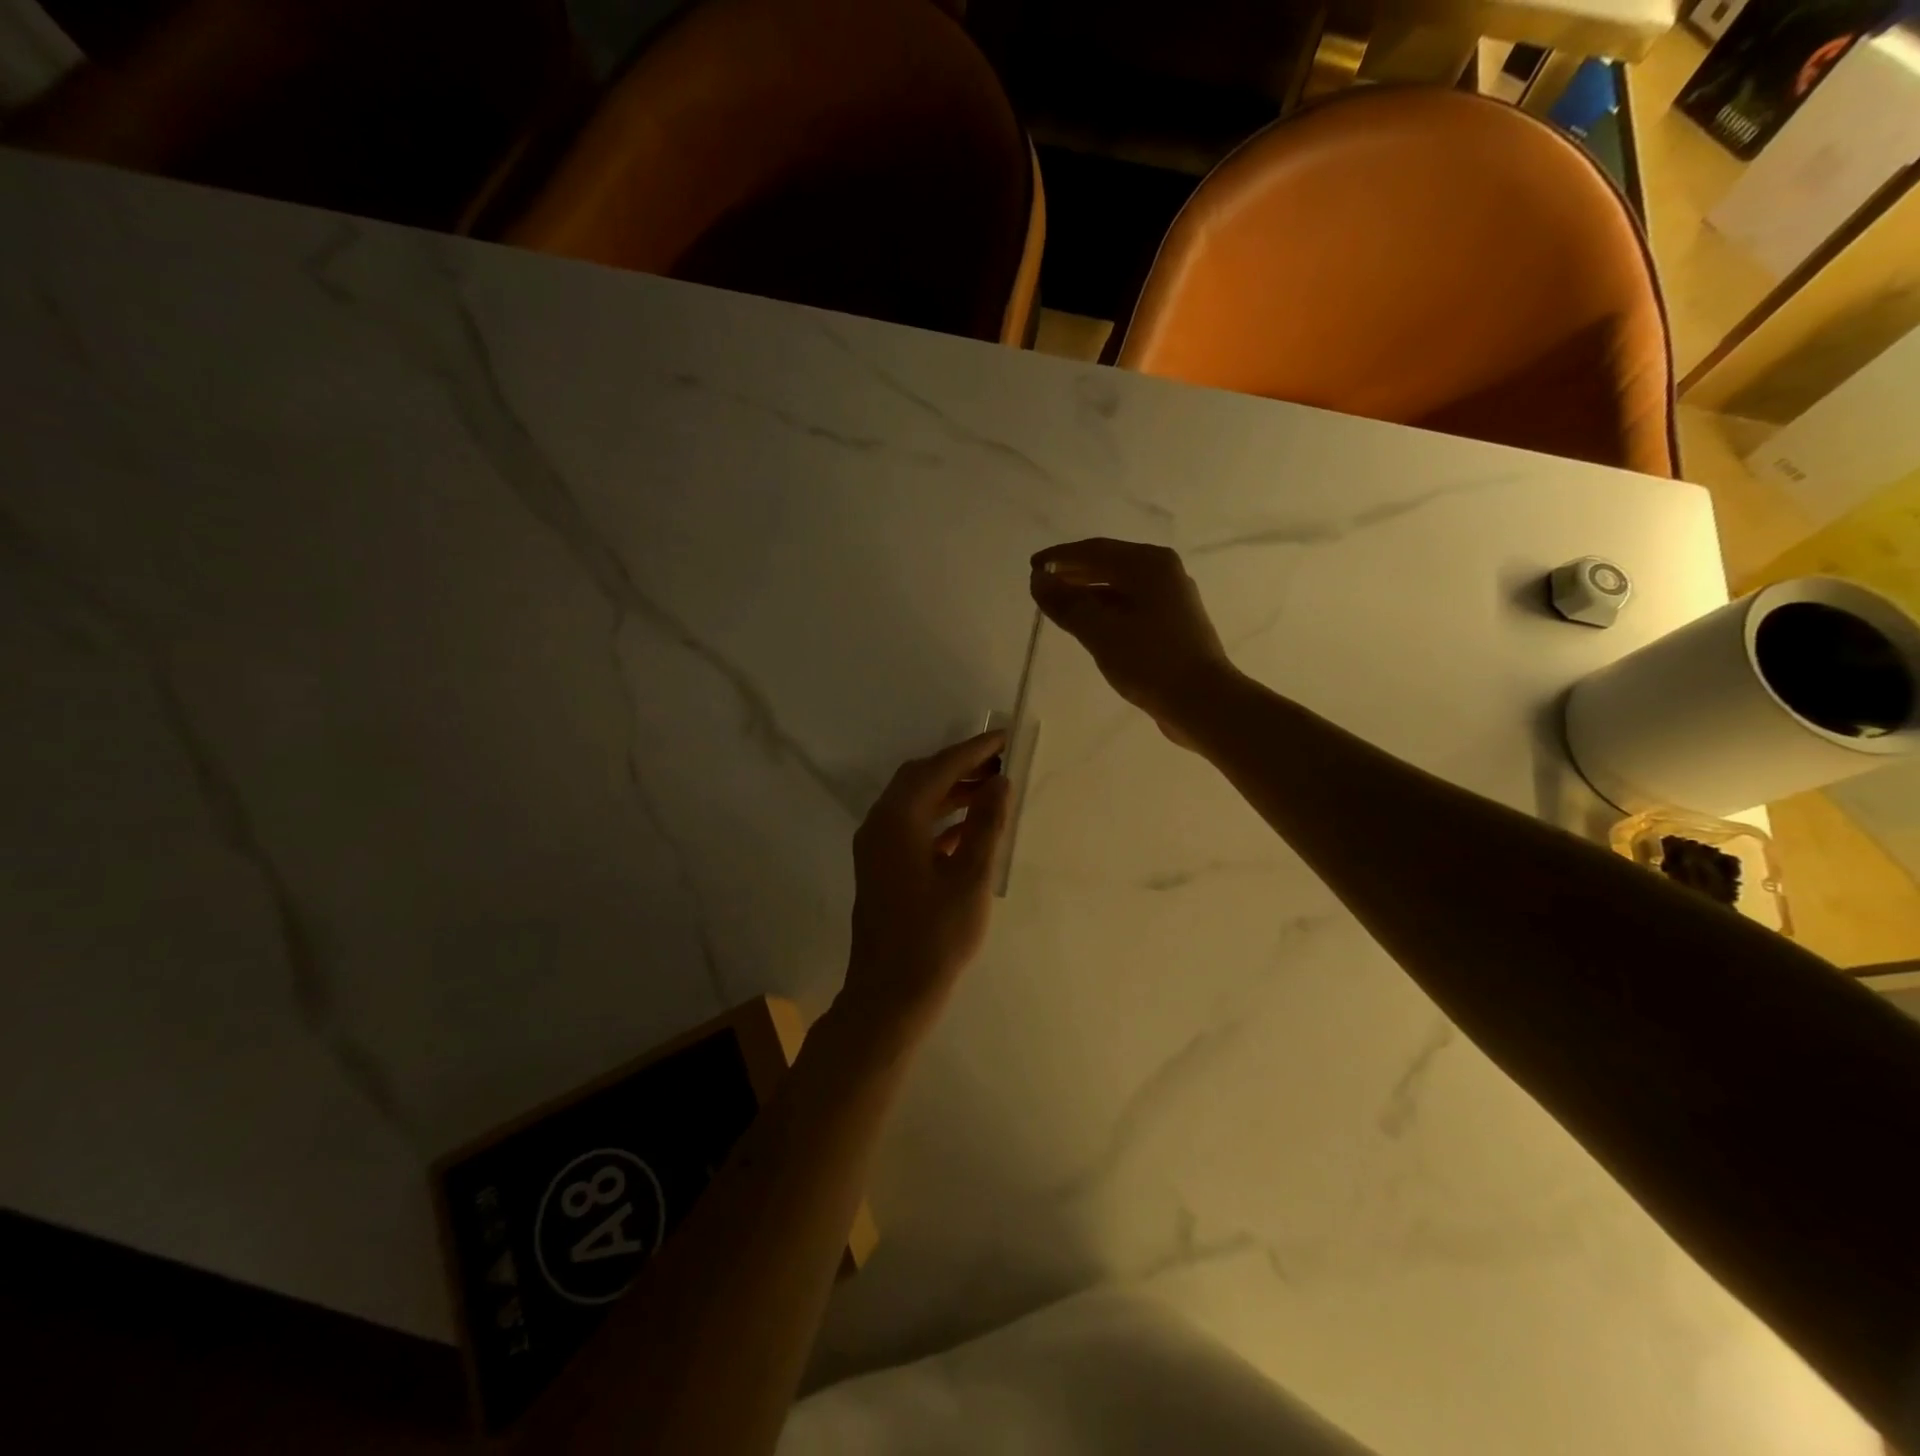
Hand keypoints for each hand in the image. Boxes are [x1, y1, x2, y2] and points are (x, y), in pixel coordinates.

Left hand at [841, 731, 1011, 1035]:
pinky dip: (940, 821)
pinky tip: (970, 831)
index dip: (973, 751)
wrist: (890, 994)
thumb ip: (985, 824)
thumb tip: (999, 782)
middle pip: (920, 779)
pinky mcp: (882, 868)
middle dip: (960, 767)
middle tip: (1001, 762)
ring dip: (951, 793)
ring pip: (916, 804)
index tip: (1005, 737)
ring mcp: (876, 847)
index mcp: (896, 820)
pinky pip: (912, 828)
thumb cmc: (934, 936)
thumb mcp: (970, 877)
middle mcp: (879, 824)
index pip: (937, 769)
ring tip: (993, 791)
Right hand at [1030, 539, 1238, 745]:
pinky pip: (1129, 605)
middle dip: (1073, 573)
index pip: (1094, 550)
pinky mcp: (1171, 624)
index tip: (1032, 566)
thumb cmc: (1150, 661)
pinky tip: (1087, 624)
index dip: (1060, 557)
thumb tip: (1038, 580)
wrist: (1202, 702)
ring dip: (1087, 592)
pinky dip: (1104, 609)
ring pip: (1119, 587)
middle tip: (1041, 585)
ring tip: (1058, 605)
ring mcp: (1170, 598)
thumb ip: (1066, 604)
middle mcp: (1162, 572)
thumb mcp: (1101, 632)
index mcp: (1148, 565)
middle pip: (1108, 564)